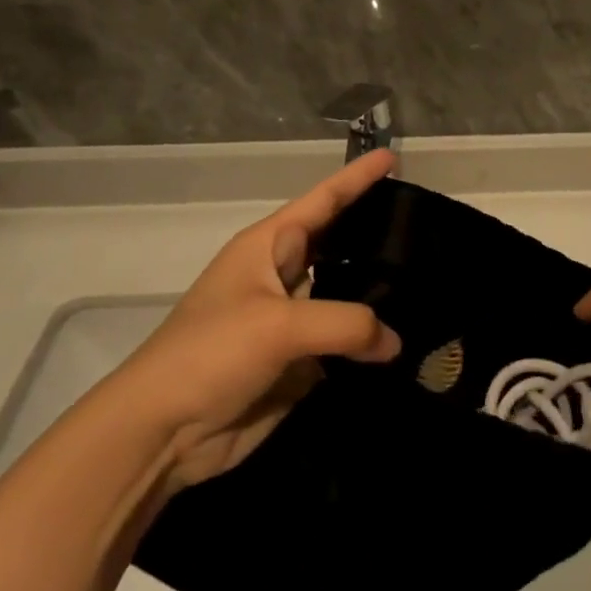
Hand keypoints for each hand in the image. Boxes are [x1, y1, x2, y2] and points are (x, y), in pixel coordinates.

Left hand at [107, 151, 399, 490]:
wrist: (162, 432)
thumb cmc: (210, 354)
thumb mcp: (277, 325)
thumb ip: (345, 324)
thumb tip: (394, 342)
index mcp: (268, 247)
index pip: (323, 200)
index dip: (358, 178)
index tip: (394, 158)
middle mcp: (282, 277)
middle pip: (340, 246)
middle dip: (377, 235)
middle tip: (427, 228)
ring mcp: (291, 321)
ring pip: (347, 298)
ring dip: (380, 295)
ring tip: (429, 283)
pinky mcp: (298, 363)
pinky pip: (345, 344)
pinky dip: (372, 343)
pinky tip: (408, 338)